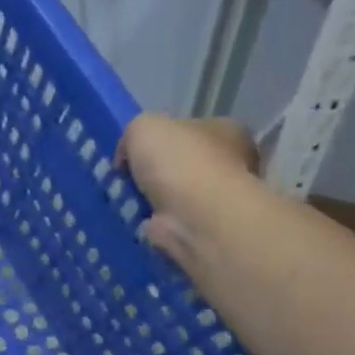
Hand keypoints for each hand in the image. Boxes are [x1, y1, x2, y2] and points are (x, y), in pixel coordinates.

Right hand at [115, 114, 259, 265]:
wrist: (195, 217)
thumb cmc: (179, 162)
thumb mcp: (143, 127)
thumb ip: (133, 134)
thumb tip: (128, 158)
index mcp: (225, 131)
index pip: (191, 129)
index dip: (161, 137)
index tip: (135, 151)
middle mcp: (230, 163)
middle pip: (183, 162)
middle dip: (154, 170)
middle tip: (126, 176)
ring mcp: (216, 199)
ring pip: (174, 194)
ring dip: (150, 198)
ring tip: (124, 199)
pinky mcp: (201, 228)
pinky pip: (169, 220)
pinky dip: (151, 221)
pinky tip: (133, 218)